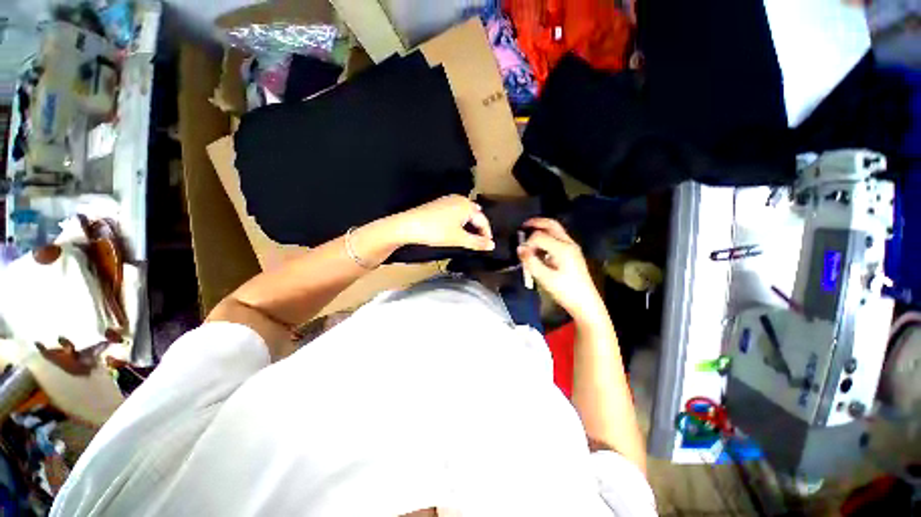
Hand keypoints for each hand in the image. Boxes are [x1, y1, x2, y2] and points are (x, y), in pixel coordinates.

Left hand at [390, 195, 494, 250]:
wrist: (408, 225)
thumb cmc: (436, 231)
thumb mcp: (459, 239)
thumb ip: (477, 242)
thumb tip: (492, 245)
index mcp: (467, 206)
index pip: (483, 220)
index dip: (487, 234)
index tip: (488, 245)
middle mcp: (460, 199)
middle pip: (475, 214)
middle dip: (479, 228)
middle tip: (480, 241)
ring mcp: (448, 200)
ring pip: (465, 212)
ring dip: (470, 224)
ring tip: (471, 236)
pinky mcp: (439, 203)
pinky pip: (456, 211)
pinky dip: (461, 220)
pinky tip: (457, 228)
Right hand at [517, 218, 604, 321]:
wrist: (586, 303)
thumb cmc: (565, 291)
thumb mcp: (545, 278)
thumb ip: (531, 261)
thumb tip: (520, 248)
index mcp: (563, 248)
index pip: (540, 236)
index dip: (528, 242)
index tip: (521, 253)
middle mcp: (569, 243)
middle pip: (552, 225)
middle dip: (536, 223)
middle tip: (523, 226)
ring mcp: (572, 248)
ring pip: (556, 230)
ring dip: (542, 230)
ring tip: (529, 235)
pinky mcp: (572, 253)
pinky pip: (558, 239)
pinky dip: (547, 238)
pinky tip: (539, 248)